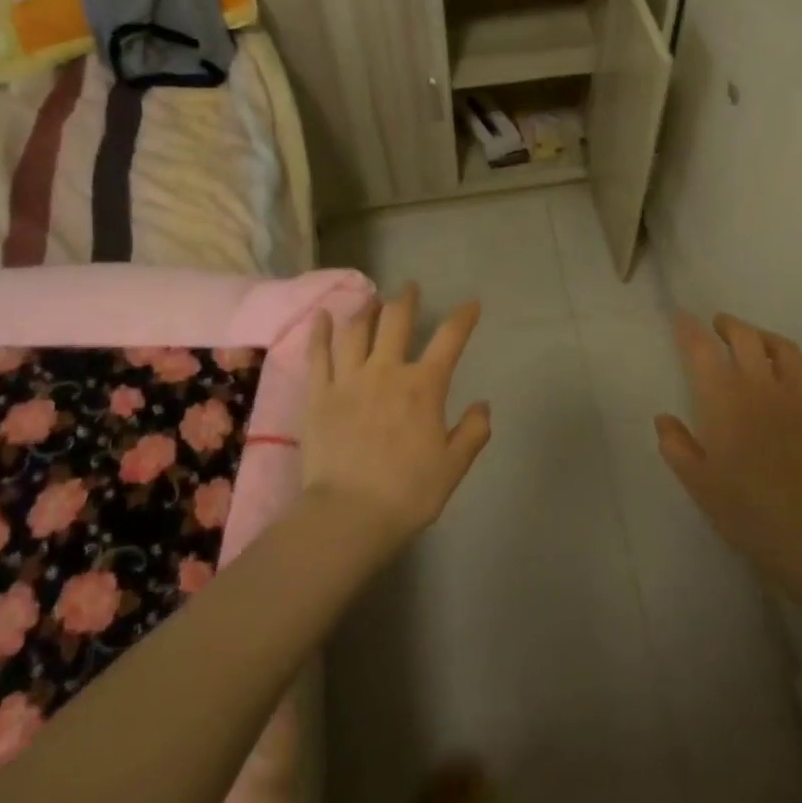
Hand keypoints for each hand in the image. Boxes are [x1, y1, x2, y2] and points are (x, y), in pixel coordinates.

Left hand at [302, 283, 490, 558]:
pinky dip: (321, 331)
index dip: (463, 317)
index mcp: (424, 386)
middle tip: (410, 288)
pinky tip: (324, 316)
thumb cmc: (407, 493)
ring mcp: (349, 379)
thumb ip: (472, 432)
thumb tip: (482, 405)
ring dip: (367, 311)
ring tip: (371, 301)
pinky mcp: (319, 394)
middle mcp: (387, 371)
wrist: (349, 514)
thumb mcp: (453, 467)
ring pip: (357, 331)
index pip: (449, 339)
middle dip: (406, 300)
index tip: (471, 304)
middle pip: (397, 321)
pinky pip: (319, 354)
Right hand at [656, 312, 801, 590]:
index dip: (689, 329)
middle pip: (745, 336)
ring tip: (754, 340)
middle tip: (718, 327)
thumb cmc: (745, 508)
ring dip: (764, 337)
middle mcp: (760, 386)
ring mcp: (797, 396)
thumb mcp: (696, 481)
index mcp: (723, 398)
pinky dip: (799, 364)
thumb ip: (676, 445)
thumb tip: (664, 419)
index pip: (701, 349)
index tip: (681, 317)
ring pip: (783, 348)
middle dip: (728, 325)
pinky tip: (793, 371)